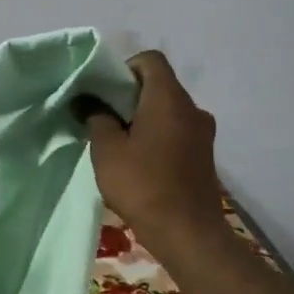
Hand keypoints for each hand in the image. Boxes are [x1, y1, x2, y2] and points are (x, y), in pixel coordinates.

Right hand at [79, 51, 224, 248]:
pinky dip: (158, 136)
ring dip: (144, 118)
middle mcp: (192, 108)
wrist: (187, 232)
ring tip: (120, 144)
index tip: (105, 93)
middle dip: (130, 96)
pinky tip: (140, 162)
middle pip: (160, 85)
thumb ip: (97, 119)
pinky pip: (177, 131)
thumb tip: (89, 102)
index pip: (150, 60)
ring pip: (169, 110)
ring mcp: (203, 133)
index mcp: (169, 99)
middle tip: (105, 119)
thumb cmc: (142, 185)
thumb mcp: (107, 150)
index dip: (124, 68)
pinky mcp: (204, 155)